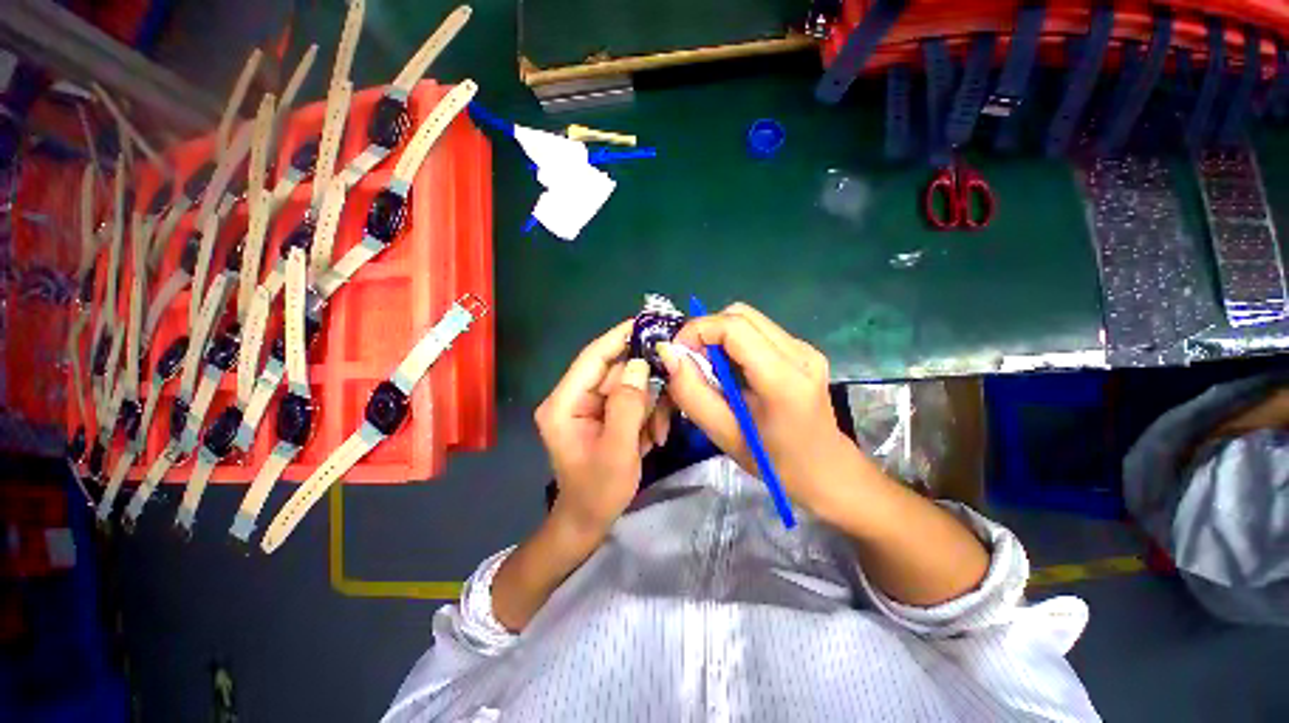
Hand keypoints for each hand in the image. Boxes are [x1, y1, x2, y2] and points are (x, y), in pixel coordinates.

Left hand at [534, 320, 657, 539]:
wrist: (588, 521)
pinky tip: (653, 436)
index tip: (647, 322)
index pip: (593, 357)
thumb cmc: (598, 491)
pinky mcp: (602, 415)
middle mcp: (573, 398)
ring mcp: (588, 407)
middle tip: (671, 387)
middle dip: (645, 382)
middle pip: (614, 371)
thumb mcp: (617, 450)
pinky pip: (629, 401)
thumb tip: (640, 365)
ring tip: (658, 431)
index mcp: (564, 403)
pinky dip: (646, 414)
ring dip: (649, 404)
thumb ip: (627, 405)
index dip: (619, 336)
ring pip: (626, 386)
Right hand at [658, 303, 855, 517]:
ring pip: (750, 319)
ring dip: (720, 335)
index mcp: (783, 379)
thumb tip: (669, 354)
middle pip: (741, 314)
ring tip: (710, 367)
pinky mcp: (804, 351)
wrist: (826, 471)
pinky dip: (735, 342)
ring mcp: (806, 349)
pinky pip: (760, 331)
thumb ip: (692, 393)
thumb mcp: (723, 434)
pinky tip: (732, 369)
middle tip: (691, 360)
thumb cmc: (773, 462)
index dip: (698, 330)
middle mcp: (800, 353)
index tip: (677, 353)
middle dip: (706, 330)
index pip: (734, 327)